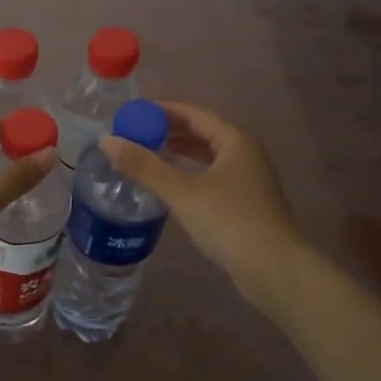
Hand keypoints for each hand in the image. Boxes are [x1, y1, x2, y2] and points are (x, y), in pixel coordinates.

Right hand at [98, 102, 306, 304]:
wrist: (274, 270)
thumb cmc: (230, 221)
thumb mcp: (182, 192)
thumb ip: (144, 166)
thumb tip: (106, 140)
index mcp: (235, 141)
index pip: (194, 114)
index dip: (163, 111)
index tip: (134, 112)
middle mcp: (245, 154)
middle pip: (202, 134)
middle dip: (169, 132)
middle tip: (135, 134)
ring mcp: (249, 180)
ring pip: (208, 158)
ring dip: (179, 154)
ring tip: (148, 156)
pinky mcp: (246, 204)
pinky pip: (212, 178)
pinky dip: (190, 175)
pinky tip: (171, 187)